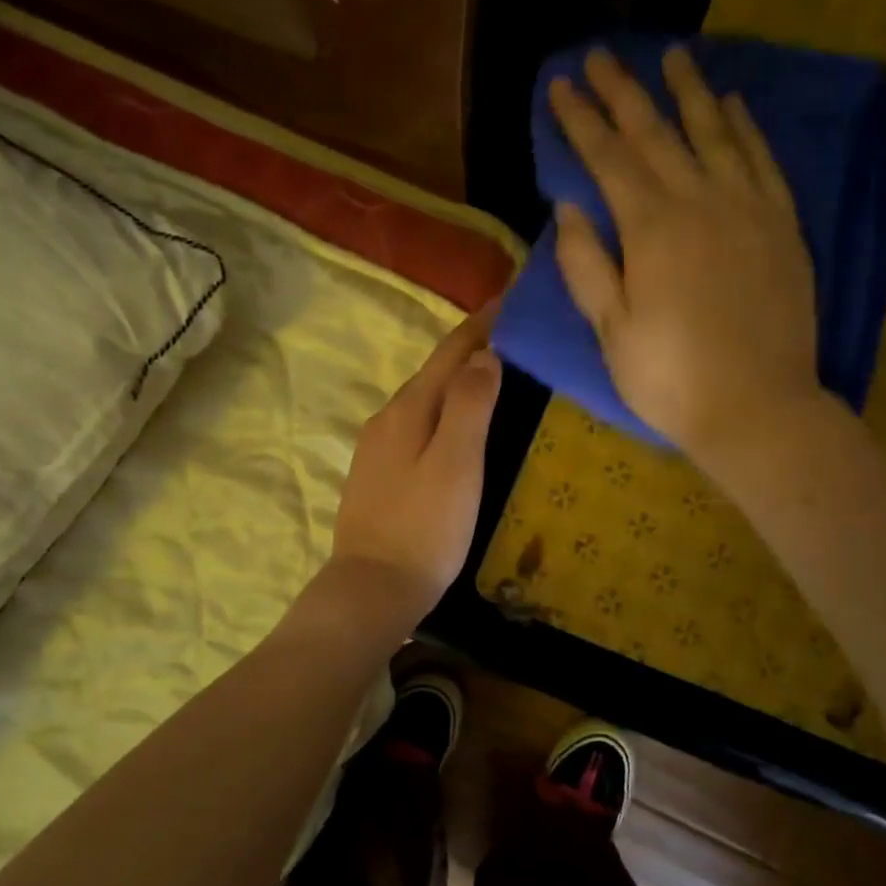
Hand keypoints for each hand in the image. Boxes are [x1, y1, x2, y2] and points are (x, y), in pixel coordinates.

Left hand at [329, 304, 502, 618]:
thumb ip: (470, 405)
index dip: (482, 324)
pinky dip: (442, 413)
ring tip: (492, 375)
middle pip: (434, 372)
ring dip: (456, 382)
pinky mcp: (377, 475)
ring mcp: (376, 448)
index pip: (450, 352)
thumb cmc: (424, 527)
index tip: (512, 297)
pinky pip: (416, 427)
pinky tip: (455, 427)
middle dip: (471, 348)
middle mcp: (387, 419)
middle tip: (513, 335)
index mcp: (408, 409)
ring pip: (424, 400)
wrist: (373, 588)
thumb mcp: (457, 463)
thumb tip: (484, 355)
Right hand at [549, 45, 822, 469]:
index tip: (560, 85)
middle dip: (624, 91)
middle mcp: (701, 201)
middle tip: (601, 55)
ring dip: (690, 91)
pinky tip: (733, 105)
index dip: (581, 120)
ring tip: (673, 55)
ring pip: (715, 133)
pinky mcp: (782, 226)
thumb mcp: (611, 330)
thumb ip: (587, 266)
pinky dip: (745, 127)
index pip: (607, 158)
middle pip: (657, 133)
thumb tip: (569, 208)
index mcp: (651, 228)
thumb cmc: (670, 377)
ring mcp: (748, 209)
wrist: (757, 407)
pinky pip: (762, 160)